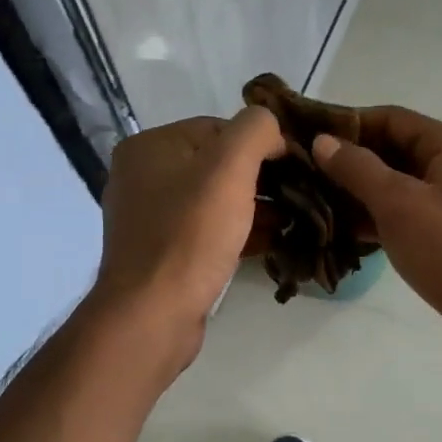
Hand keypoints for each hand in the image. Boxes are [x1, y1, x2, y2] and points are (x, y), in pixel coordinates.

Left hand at [91, 109, 285, 361]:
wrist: (153, 313)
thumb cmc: (190, 234)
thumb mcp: (230, 167)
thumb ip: (255, 130)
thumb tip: (272, 128)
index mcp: (150, 146)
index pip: (218, 128)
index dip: (261, 144)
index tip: (295, 167)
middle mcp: (143, 176)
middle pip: (216, 165)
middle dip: (260, 179)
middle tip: (299, 197)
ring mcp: (150, 218)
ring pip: (213, 201)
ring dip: (253, 208)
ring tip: (291, 221)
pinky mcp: (162, 254)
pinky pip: (206, 231)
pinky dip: (236, 233)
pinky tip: (268, 243)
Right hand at [313, 107, 441, 359]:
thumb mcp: (397, 203)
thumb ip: (357, 169)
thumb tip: (322, 141)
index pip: (393, 119)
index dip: (350, 124)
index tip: (310, 137)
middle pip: (397, 150)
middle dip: (353, 161)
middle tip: (309, 172)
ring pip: (401, 185)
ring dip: (363, 192)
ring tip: (319, 200)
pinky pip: (409, 213)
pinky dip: (380, 217)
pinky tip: (347, 229)